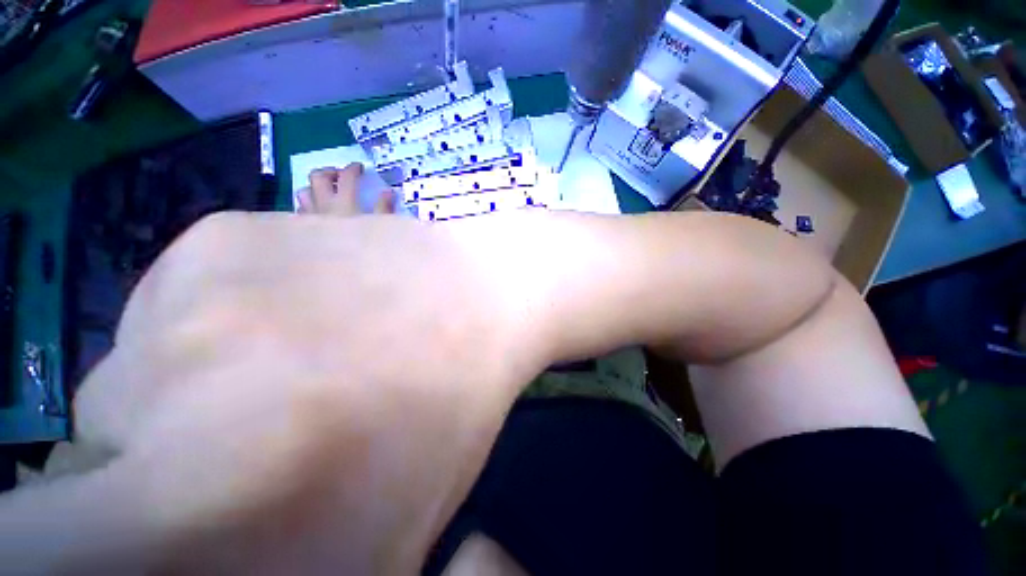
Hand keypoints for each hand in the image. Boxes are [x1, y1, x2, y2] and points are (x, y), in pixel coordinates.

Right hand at [70, 166, 546, 571]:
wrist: (481, 302)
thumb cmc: (446, 417)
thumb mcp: (361, 547)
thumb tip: (174, 550)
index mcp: (198, 495)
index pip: (33, 550)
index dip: (39, 553)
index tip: (96, 534)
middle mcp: (169, 377)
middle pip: (101, 446)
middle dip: (160, 458)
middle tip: (269, 430)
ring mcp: (192, 286)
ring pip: (138, 367)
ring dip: (196, 387)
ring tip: (307, 365)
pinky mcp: (224, 233)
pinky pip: (176, 302)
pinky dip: (219, 325)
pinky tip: (312, 311)